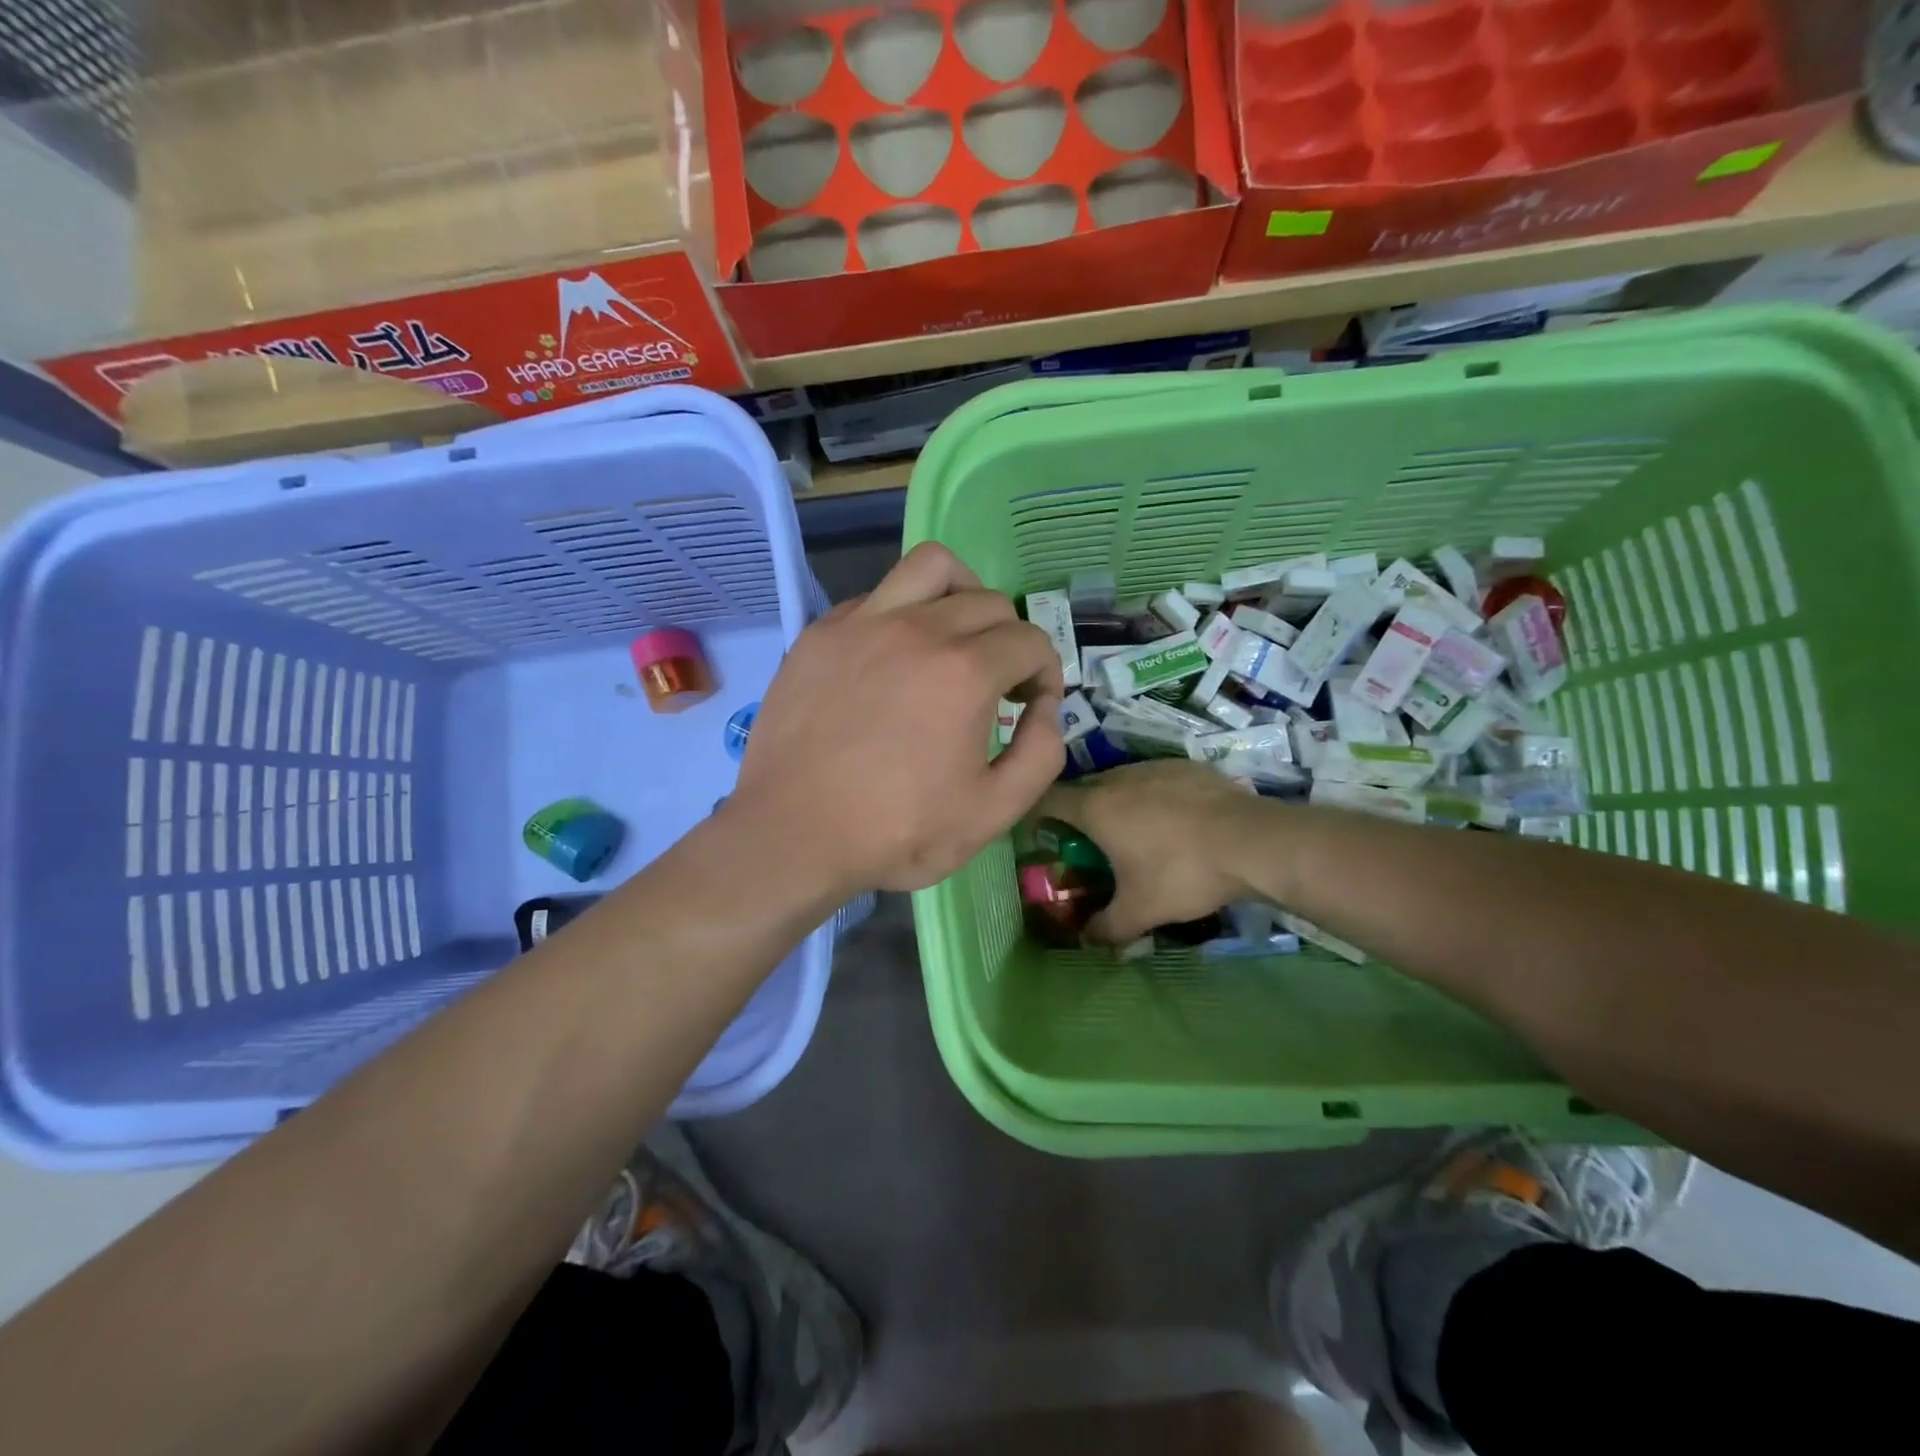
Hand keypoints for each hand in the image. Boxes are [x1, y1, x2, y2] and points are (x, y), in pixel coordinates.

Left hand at [730, 544, 1065, 895]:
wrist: (791, 834)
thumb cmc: (895, 831)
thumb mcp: (992, 812)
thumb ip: (1041, 754)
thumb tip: (1046, 709)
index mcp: (966, 671)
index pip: (1031, 641)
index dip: (1046, 672)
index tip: (1032, 705)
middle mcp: (918, 628)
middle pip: (990, 601)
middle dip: (1011, 639)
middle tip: (999, 683)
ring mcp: (862, 623)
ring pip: (931, 567)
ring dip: (962, 593)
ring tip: (956, 636)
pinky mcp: (821, 633)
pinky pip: (877, 595)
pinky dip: (903, 612)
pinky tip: (895, 657)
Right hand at [1036, 761, 1265, 943]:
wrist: (1253, 841)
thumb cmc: (1183, 873)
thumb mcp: (1140, 911)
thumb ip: (1106, 928)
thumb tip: (1086, 942)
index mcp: (1096, 807)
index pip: (1049, 800)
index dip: (1038, 815)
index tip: (1041, 834)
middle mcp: (1118, 778)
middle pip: (1085, 789)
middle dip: (1081, 812)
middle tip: (1090, 842)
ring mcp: (1155, 767)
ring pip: (1122, 781)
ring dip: (1119, 802)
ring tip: (1134, 832)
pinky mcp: (1187, 766)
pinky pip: (1156, 779)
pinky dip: (1154, 797)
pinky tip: (1174, 821)